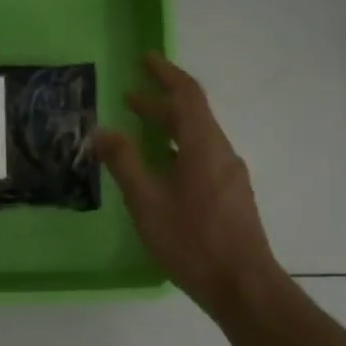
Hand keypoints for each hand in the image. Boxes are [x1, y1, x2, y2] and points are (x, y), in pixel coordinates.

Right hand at [95, 52, 282, 317]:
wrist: (244, 287)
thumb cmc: (192, 241)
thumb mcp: (147, 201)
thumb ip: (124, 162)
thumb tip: (102, 130)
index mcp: (204, 146)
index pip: (187, 95)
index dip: (165, 73)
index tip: (144, 59)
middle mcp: (222, 153)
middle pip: (192, 115)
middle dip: (160, 102)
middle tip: (129, 96)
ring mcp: (230, 176)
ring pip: (197, 138)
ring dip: (168, 127)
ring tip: (138, 129)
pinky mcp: (231, 196)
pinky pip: (202, 157)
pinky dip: (177, 148)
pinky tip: (160, 168)